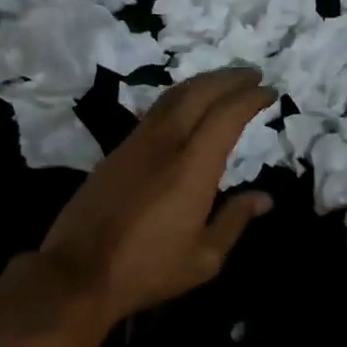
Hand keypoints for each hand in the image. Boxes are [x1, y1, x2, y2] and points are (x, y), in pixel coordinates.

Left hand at [33, 68, 276, 341]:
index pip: (226, 115)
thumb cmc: (147, 270)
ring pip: (172, 97)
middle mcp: (165, 144)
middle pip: (199, 93)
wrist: (77, 272)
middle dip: (229, 78)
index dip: (250, 98)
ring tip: (224, 82)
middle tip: (252, 74)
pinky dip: (179, 99)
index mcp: (192, 168)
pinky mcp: (116, 151)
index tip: (269, 91)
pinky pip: (154, 111)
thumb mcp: (204, 258)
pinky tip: (186, 107)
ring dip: (202, 83)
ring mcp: (136, 144)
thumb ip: (235, 220)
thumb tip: (264, 198)